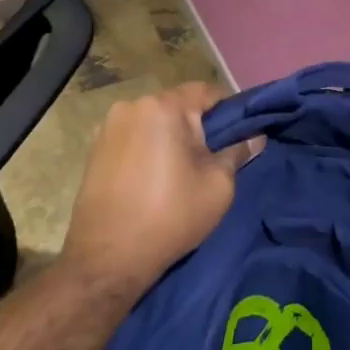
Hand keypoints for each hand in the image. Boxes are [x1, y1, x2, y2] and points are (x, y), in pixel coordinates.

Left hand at [59, 82, 261, 294]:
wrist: (108, 258)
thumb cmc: (170, 216)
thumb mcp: (218, 185)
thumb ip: (238, 152)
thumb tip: (255, 136)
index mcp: (163, 107)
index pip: (207, 91)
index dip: (228, 111)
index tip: (237, 137)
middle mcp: (132, 105)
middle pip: (178, 106)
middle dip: (197, 126)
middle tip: (212, 159)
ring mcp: (108, 126)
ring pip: (154, 122)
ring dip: (170, 138)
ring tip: (180, 173)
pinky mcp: (94, 148)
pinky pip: (134, 137)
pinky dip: (148, 149)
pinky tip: (153, 179)